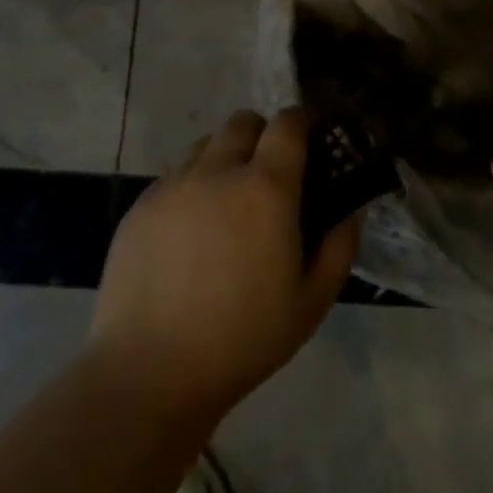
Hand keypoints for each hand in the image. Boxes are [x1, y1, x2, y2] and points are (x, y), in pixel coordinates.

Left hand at [89, 109, 361, 424]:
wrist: (150, 370)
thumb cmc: (244, 339)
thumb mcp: (313, 301)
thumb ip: (340, 245)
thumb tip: (352, 208)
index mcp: (266, 187)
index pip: (288, 123)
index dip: (303, 122)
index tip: (311, 140)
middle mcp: (217, 171)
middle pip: (243, 122)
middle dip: (263, 135)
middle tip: (269, 176)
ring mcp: (172, 185)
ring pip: (205, 145)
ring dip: (225, 158)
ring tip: (227, 203)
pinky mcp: (140, 205)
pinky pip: (173, 175)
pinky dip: (192, 185)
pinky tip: (191, 232)